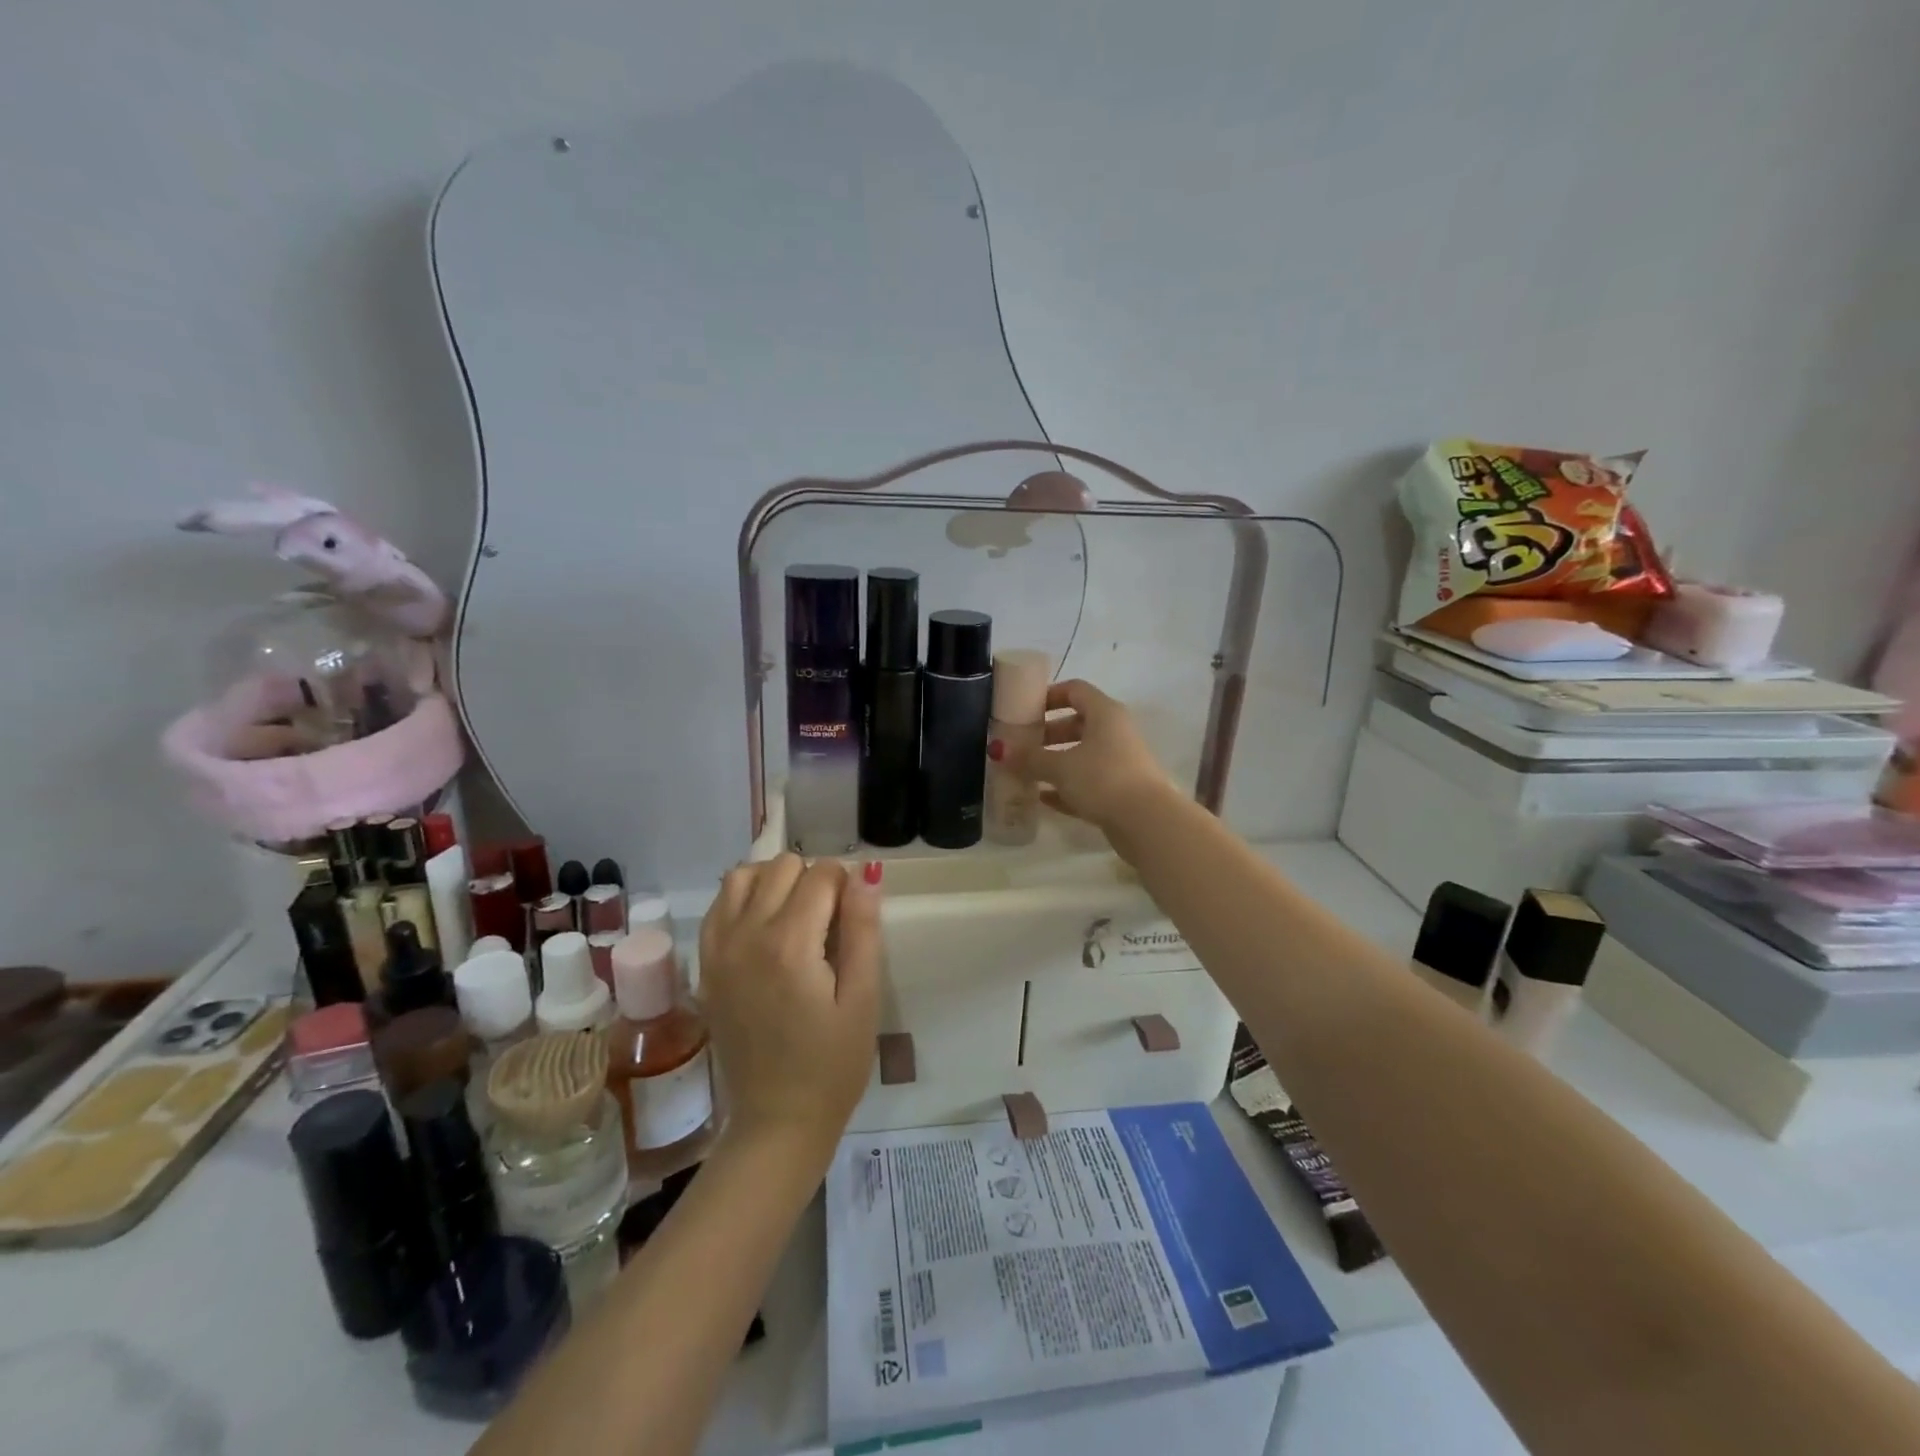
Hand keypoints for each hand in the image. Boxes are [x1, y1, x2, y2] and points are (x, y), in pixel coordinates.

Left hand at [700, 855, 882, 1157]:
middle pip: (781, 866)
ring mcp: (717, 949)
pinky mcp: (704, 965)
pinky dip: (743, 898)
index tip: (855, 917)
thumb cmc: (833, 1064)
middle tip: (830, 922)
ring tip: (796, 915)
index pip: (820, 874)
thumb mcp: (863, 998)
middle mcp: (745, 935)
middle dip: (812, 879)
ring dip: (774, 882)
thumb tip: (865, 872)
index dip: (846, 886)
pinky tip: (765, 926)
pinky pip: (719, 905)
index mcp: (790, 944)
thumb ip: (863, 929)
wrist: (776, 1120)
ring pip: (743, 875)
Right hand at [990, 679, 1173, 833]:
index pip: (1075, 690)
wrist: (1146, 822)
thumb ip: (1030, 758)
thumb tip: (1000, 750)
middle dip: (1047, 733)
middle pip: (1077, 724)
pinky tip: (1042, 798)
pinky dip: (1066, 787)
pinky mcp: (1120, 790)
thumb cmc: (1102, 778)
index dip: (1049, 695)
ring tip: (1025, 772)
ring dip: (1054, 762)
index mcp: (1105, 713)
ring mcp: (1120, 762)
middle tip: (1020, 744)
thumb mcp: (1060, 767)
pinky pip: (1087, 782)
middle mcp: (1115, 732)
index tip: (1024, 709)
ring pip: (1082, 755)